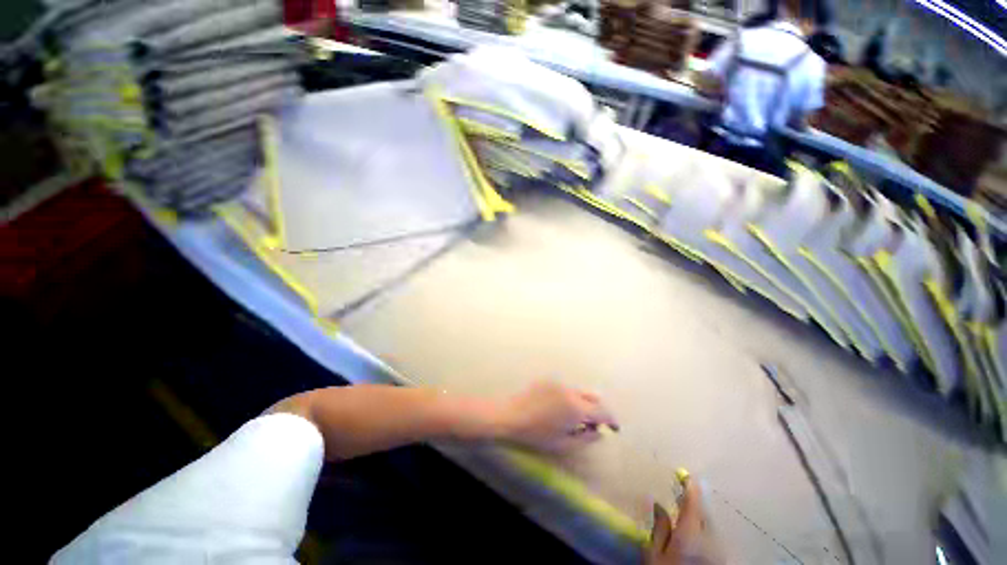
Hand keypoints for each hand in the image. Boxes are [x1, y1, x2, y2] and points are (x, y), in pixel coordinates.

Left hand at [496, 381, 617, 452]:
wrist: (511, 415)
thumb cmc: (537, 434)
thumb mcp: (563, 443)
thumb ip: (586, 438)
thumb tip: (601, 433)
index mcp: (577, 407)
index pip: (603, 411)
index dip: (612, 420)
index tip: (615, 428)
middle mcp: (571, 391)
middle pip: (593, 397)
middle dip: (598, 410)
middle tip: (594, 424)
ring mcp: (559, 383)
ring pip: (580, 391)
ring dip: (584, 402)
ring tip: (575, 417)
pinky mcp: (549, 380)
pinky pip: (566, 388)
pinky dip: (570, 396)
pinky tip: (560, 407)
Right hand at [647, 479, 723, 564]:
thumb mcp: (655, 554)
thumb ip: (659, 528)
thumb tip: (656, 502)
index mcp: (690, 534)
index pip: (693, 504)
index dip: (690, 488)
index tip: (686, 475)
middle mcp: (710, 539)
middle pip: (706, 513)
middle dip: (698, 500)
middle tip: (689, 488)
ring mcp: (719, 550)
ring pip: (712, 525)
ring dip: (703, 514)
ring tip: (692, 508)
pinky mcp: (722, 559)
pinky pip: (715, 537)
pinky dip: (707, 528)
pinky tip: (700, 529)